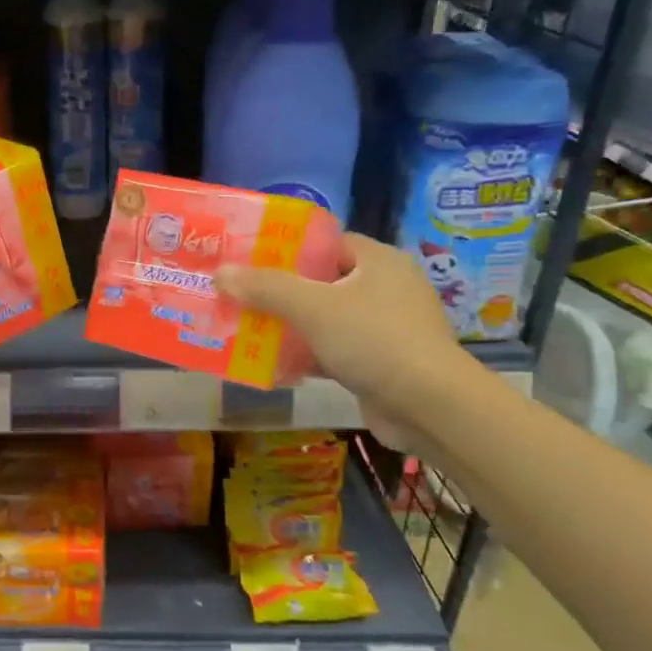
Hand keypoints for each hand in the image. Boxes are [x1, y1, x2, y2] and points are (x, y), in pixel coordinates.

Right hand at [217, 234, 475, 445]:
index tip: (249, 260)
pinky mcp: (380, 362)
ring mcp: (385, 327)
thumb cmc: (375, 341)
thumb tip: (221, 272)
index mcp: (377, 261)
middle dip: (279, 292)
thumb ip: (266, 288)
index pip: (325, 243)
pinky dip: (306, 355)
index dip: (286, 250)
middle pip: (321, 282)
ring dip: (289, 326)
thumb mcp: (313, 307)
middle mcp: (384, 287)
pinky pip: (333, 350)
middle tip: (239, 296)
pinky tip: (272, 365)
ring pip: (325, 319)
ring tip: (246, 329)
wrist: (430, 407)